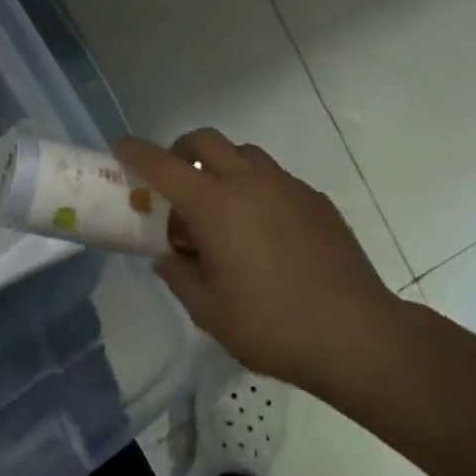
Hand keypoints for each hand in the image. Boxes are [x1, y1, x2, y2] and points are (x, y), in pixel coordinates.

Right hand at [116, 129, 402, 391]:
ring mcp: (286, 186)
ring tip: (221, 203)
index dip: (136, 152)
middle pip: (206, 140)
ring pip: (244, 153)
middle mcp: (248, 182)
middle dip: (182, 149)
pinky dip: (257, 187)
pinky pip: (275, 178)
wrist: (355, 334)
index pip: (163, 166)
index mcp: (214, 205)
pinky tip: (264, 228)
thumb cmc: (271, 325)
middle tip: (175, 177)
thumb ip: (180, 275)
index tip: (120, 145)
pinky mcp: (315, 199)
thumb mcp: (209, 310)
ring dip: (223, 164)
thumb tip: (169, 255)